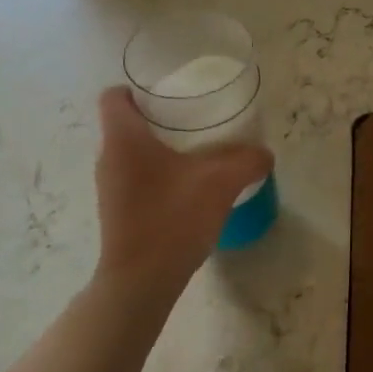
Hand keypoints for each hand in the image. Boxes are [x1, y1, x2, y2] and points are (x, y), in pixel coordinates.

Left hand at [92, 87, 272, 292]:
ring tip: (198, 156)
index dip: (139, 90)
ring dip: (161, 151)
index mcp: (123, 138)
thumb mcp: (220, 183)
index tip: (171, 96)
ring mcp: (110, 188)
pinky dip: (159, 177)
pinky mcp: (118, 212)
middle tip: (196, 123)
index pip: (115, 96)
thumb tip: (263, 154)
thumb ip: (246, 161)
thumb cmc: (172, 219)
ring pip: (133, 154)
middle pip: (127, 124)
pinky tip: (189, 191)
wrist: (142, 281)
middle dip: (160, 120)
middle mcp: (108, 158)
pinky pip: (137, 180)